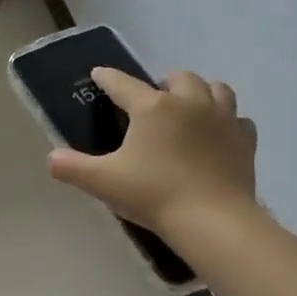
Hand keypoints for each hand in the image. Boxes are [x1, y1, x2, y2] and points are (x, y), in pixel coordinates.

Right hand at [47, 69, 258, 238]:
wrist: (213, 221)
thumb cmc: (154, 195)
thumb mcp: (103, 182)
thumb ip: (72, 167)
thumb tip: (51, 158)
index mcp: (153, 107)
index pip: (123, 84)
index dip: (108, 78)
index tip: (99, 74)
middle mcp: (189, 103)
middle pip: (179, 77)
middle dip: (164, 83)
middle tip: (153, 101)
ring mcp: (223, 119)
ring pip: (217, 89)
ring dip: (201, 92)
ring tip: (189, 108)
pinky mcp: (245, 141)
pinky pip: (238, 120)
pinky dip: (227, 121)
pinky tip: (218, 135)